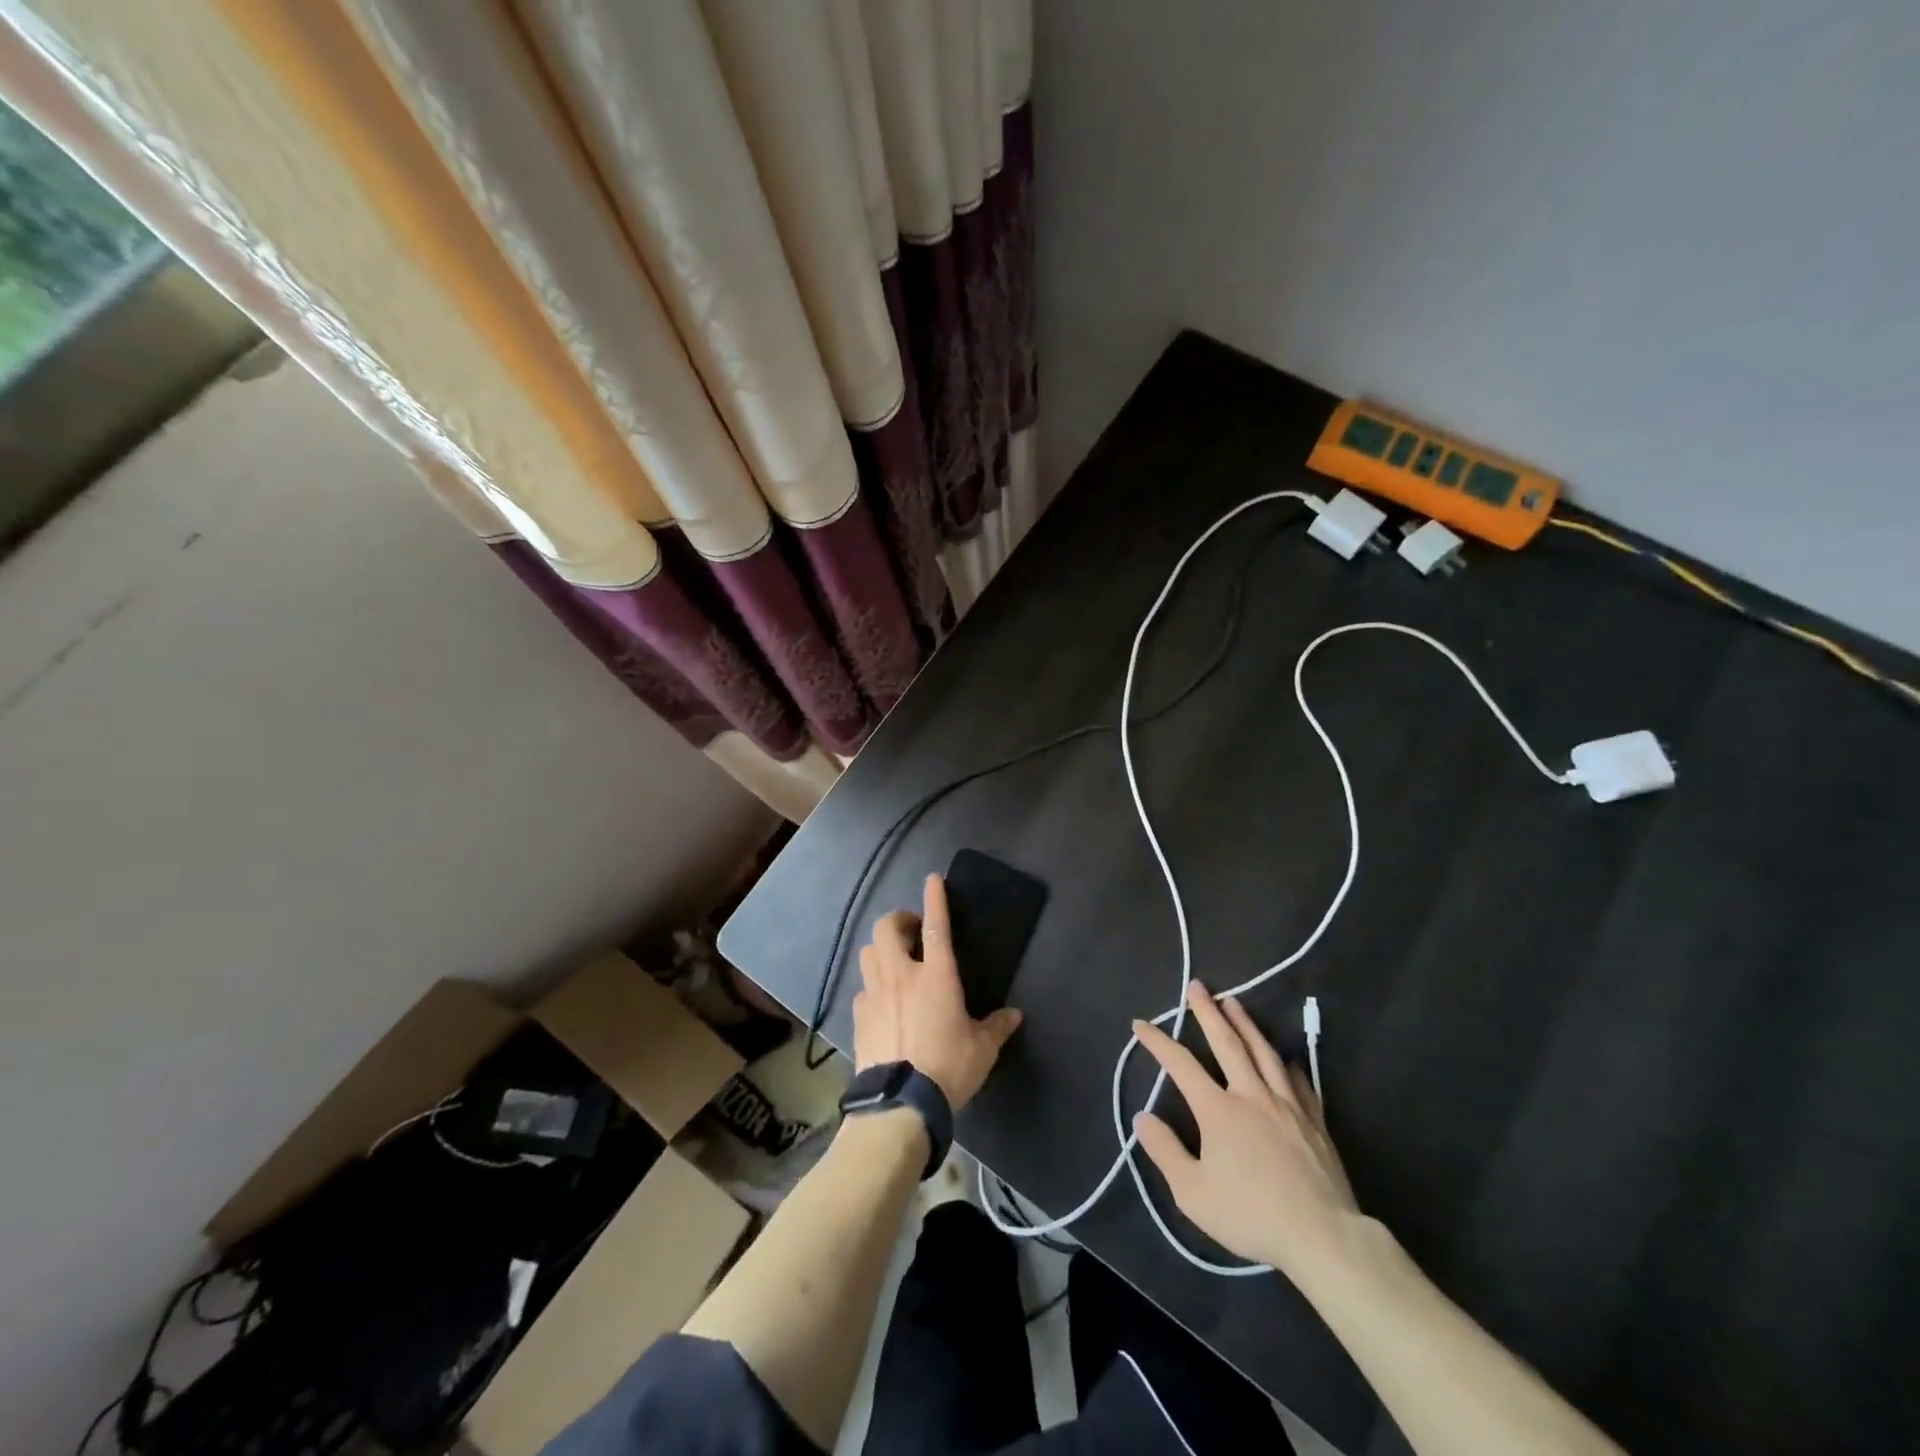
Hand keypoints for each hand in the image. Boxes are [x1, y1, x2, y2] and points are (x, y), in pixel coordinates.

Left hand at [852, 874, 1023, 1110]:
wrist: (900, 1103)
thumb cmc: (948, 1067)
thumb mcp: (982, 1049)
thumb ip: (997, 1027)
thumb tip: (1014, 1015)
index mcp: (936, 976)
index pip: (935, 927)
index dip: (935, 899)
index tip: (933, 879)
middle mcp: (902, 975)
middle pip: (888, 928)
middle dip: (899, 920)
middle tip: (912, 931)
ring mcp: (875, 994)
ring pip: (869, 952)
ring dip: (882, 949)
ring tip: (895, 960)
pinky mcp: (859, 1016)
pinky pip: (863, 988)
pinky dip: (873, 986)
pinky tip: (883, 1002)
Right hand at [1132, 982, 1361, 1281]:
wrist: (1322, 1237)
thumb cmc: (1251, 1215)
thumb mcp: (1192, 1193)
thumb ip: (1165, 1151)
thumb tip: (1143, 1117)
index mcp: (1218, 1110)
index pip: (1181, 1065)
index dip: (1158, 1042)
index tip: (1140, 1024)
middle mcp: (1251, 1095)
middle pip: (1227, 1043)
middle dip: (1208, 1012)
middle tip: (1197, 985)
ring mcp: (1287, 1105)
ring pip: (1263, 1052)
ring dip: (1245, 1024)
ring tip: (1234, 1001)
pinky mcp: (1314, 1121)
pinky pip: (1298, 1081)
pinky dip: (1287, 1063)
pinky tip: (1285, 1057)